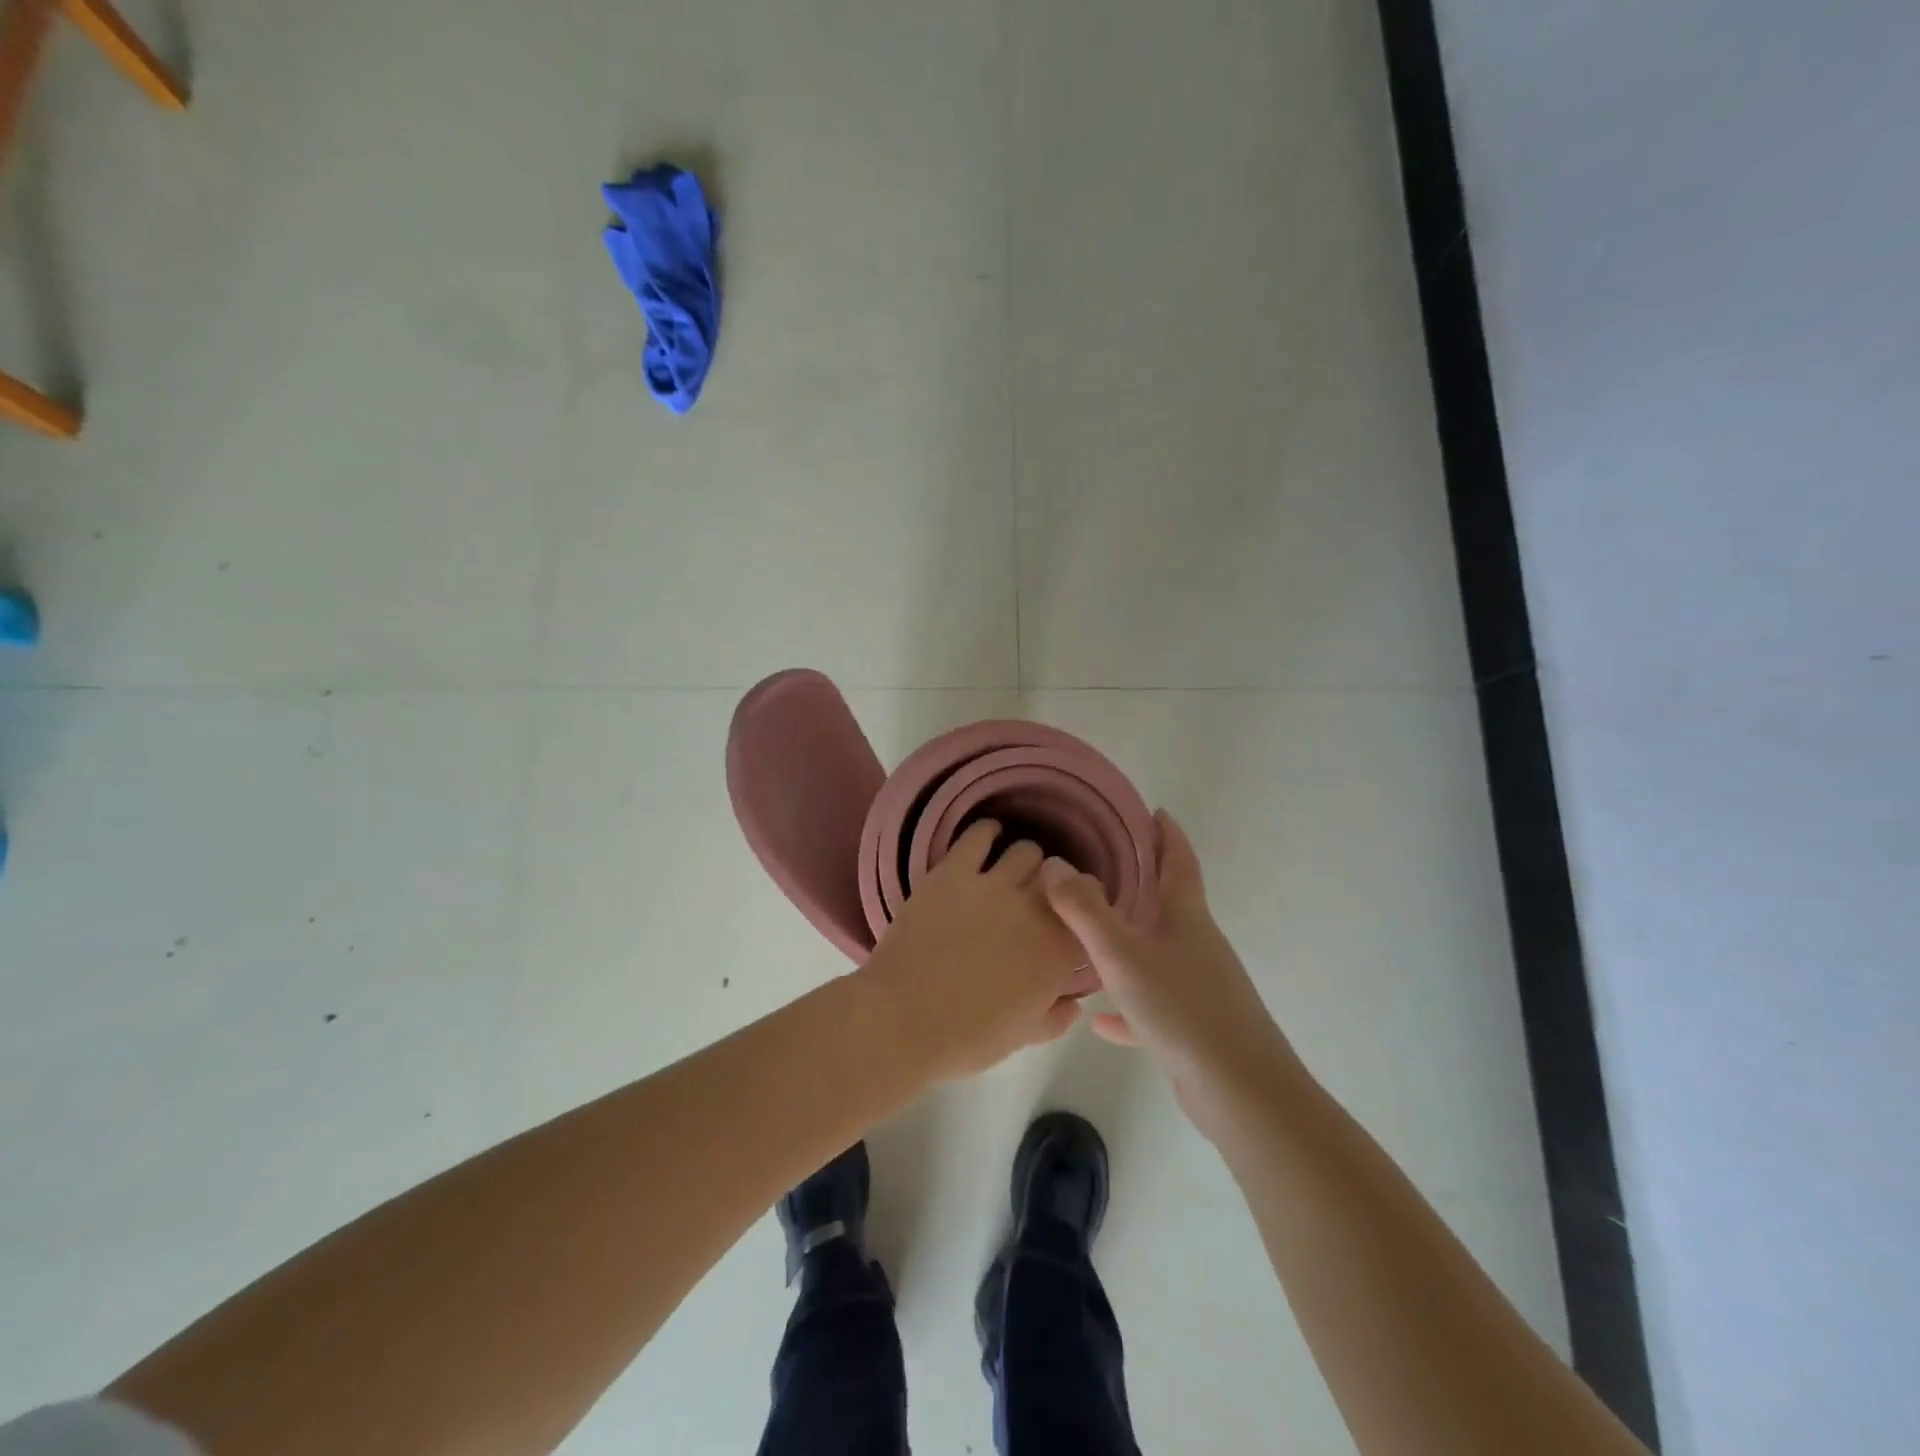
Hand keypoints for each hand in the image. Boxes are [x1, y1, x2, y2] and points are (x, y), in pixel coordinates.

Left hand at [859, 820, 1084, 1081]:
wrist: (902, 1020)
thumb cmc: (966, 1038)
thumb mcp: (1023, 1037)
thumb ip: (1056, 1016)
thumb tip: (1073, 1002)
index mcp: (1057, 951)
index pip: (1090, 912)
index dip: (1082, 912)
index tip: (1072, 918)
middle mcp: (1035, 909)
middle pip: (1060, 877)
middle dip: (1054, 887)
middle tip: (1038, 898)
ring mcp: (993, 885)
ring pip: (1027, 851)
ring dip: (1024, 863)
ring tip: (1010, 874)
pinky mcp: (953, 871)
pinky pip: (979, 834)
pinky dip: (987, 832)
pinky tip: (986, 839)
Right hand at [1040, 811, 1295, 1136]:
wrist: (1240, 1091)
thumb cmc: (1182, 1008)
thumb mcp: (1123, 954)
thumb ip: (1084, 910)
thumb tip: (1054, 864)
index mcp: (1187, 917)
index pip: (1179, 861)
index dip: (1166, 834)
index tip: (1151, 811)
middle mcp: (1196, 944)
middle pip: (1169, 902)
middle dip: (1141, 880)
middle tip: (1102, 864)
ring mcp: (1198, 986)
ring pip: (1157, 951)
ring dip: (1129, 940)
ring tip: (1090, 933)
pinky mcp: (1193, 1026)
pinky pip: (1151, 1003)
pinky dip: (1126, 1004)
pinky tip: (1098, 1020)